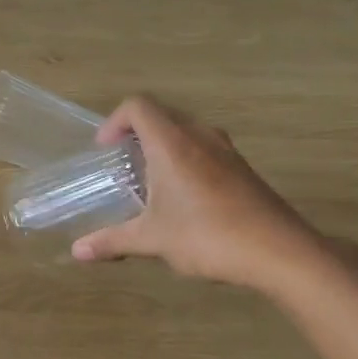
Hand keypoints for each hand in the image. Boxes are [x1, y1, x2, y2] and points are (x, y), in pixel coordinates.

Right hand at [71, 95, 329, 294]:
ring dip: (163, 147)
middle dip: (136, 135)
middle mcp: (199, 136)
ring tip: (151, 183)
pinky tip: (184, 200)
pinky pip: (205, 149)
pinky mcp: (243, 169)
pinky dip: (186, 161)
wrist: (280, 252)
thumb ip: (112, 241)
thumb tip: (77, 251)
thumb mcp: (152, 240)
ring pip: (186, 132)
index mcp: (172, 143)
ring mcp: (226, 151)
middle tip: (123, 166)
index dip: (114, 121)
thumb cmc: (208, 236)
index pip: (137, 106)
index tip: (106, 150)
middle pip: (161, 116)